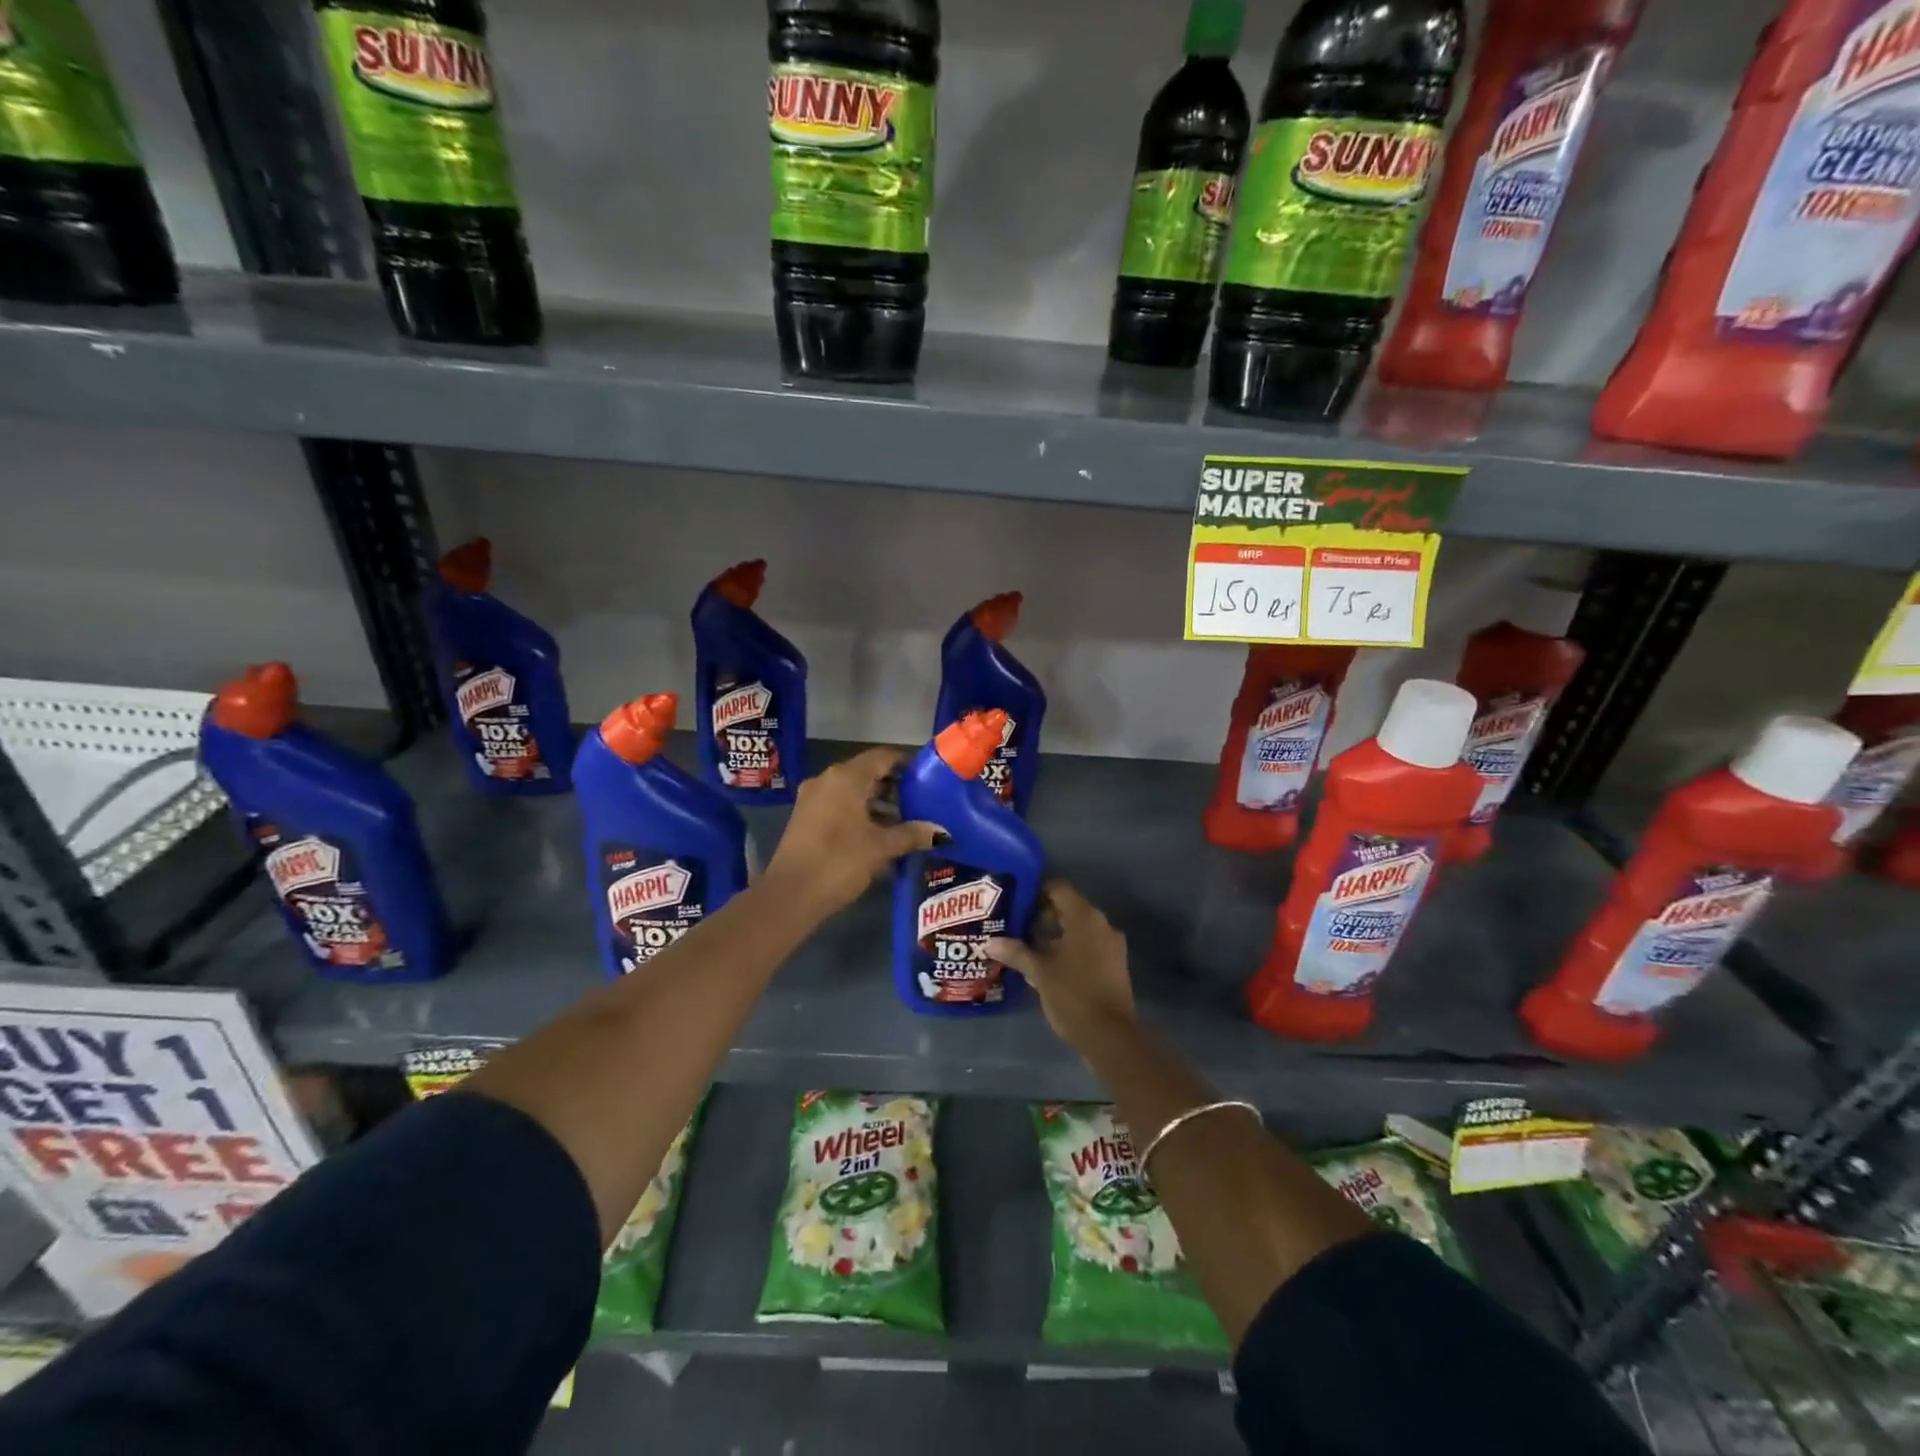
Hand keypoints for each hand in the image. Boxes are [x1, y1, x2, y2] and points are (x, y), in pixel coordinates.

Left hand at [763, 747, 939, 915]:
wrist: (790, 896)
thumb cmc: (839, 861)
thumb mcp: (881, 848)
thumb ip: (912, 834)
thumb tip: (942, 832)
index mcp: (847, 777)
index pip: (883, 756)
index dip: (907, 764)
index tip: (928, 777)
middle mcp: (827, 779)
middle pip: (868, 773)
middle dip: (894, 787)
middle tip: (921, 803)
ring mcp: (813, 798)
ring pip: (853, 791)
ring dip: (878, 803)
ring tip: (904, 823)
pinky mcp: (805, 819)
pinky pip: (839, 806)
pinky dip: (860, 814)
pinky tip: (878, 836)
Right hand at [987, 881, 1134, 1052]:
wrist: (1109, 1035)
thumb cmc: (1072, 994)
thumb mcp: (1039, 972)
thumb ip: (1016, 952)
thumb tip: (990, 942)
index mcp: (1085, 917)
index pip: (1059, 888)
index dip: (1036, 890)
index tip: (1015, 899)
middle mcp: (1102, 924)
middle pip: (1069, 907)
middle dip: (1042, 913)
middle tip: (1015, 922)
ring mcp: (1111, 945)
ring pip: (1078, 928)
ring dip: (1055, 932)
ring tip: (1026, 942)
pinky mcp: (1114, 964)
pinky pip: (1088, 944)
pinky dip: (1068, 947)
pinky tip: (1047, 962)